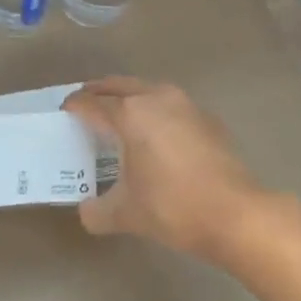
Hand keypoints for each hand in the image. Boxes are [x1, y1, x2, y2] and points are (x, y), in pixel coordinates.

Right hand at [64, 78, 266, 262]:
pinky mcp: (205, 116)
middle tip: (85, 107)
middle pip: (118, 85)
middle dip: (99, 93)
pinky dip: (154, 110)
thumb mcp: (126, 214)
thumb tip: (87, 211)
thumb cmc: (173, 207)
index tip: (64, 114)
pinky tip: (155, 134)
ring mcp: (184, 103)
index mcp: (129, 114)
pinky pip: (169, 104)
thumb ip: (97, 211)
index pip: (92, 102)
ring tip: (118, 117)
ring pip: (146, 89)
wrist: (236, 213)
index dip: (74, 107)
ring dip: (128, 97)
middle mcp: (155, 97)